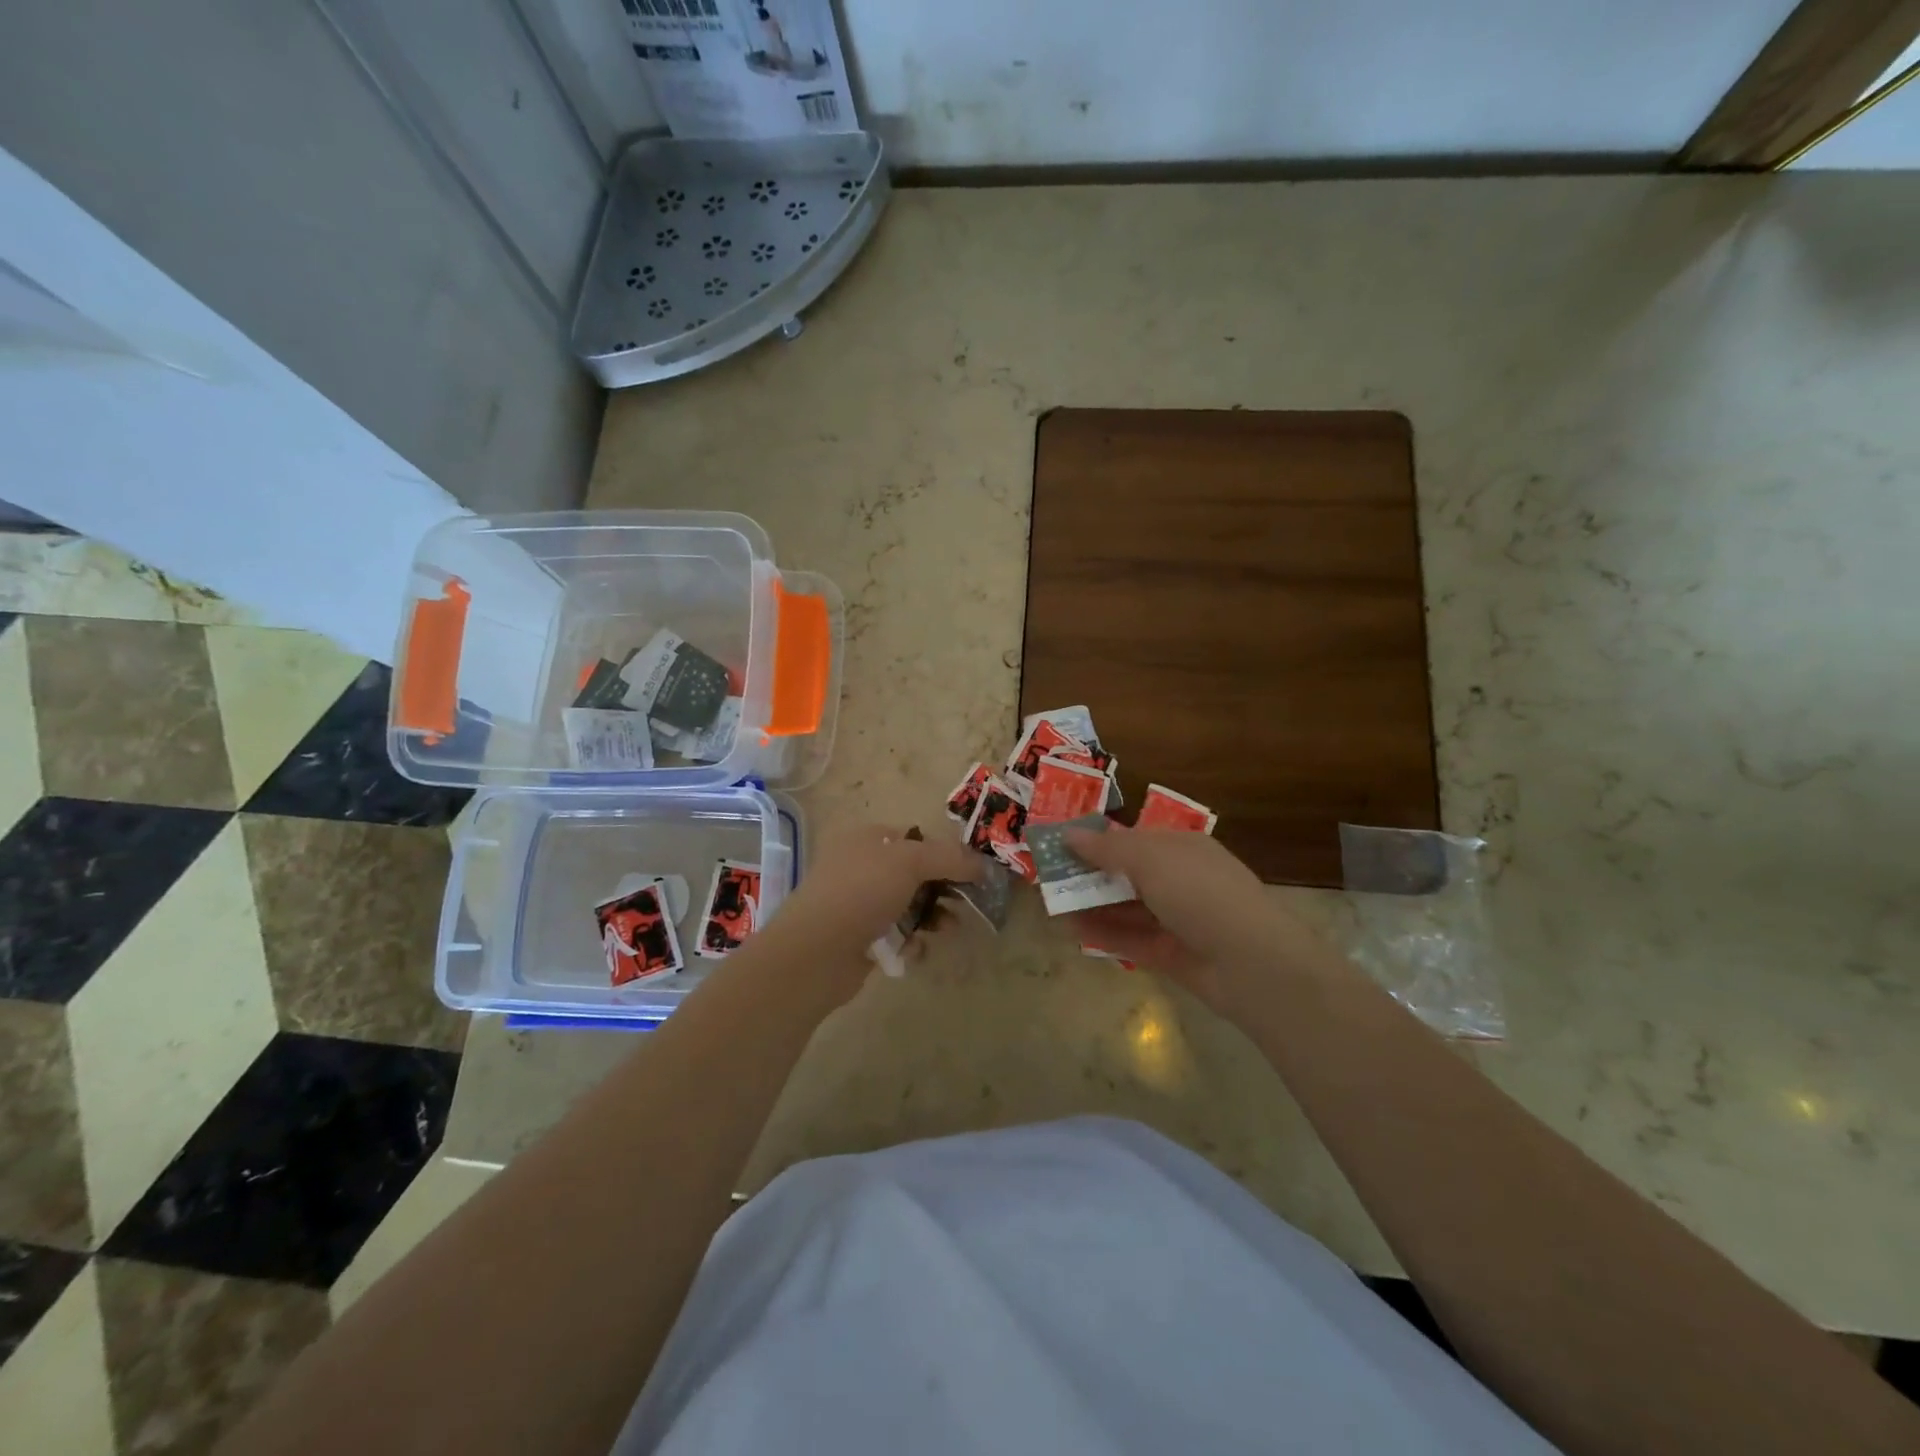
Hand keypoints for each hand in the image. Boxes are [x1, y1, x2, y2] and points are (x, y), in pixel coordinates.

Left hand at [758, 823, 982, 968]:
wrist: (817, 951)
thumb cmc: (862, 891)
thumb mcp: (910, 861)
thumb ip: (949, 858)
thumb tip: (982, 864)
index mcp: (865, 839)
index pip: (912, 838)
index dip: (942, 851)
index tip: (969, 870)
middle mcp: (860, 867)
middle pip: (913, 873)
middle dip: (942, 888)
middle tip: (966, 902)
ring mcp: (857, 904)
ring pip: (907, 906)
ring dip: (931, 916)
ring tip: (948, 929)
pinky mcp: (859, 939)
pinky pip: (895, 936)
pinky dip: (910, 942)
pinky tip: (916, 950)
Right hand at [1062, 826, 1284, 1019]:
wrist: (1252, 963)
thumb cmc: (1200, 893)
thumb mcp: (1150, 859)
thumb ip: (1107, 847)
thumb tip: (1068, 833)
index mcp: (1182, 848)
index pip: (1134, 838)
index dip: (1098, 840)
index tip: (1061, 844)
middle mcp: (1181, 880)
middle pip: (1128, 874)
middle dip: (1090, 874)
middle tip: (1049, 878)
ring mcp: (1178, 920)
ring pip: (1127, 908)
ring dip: (1092, 905)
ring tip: (1052, 905)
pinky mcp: (1173, 955)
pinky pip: (1132, 940)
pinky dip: (1104, 934)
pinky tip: (1072, 930)